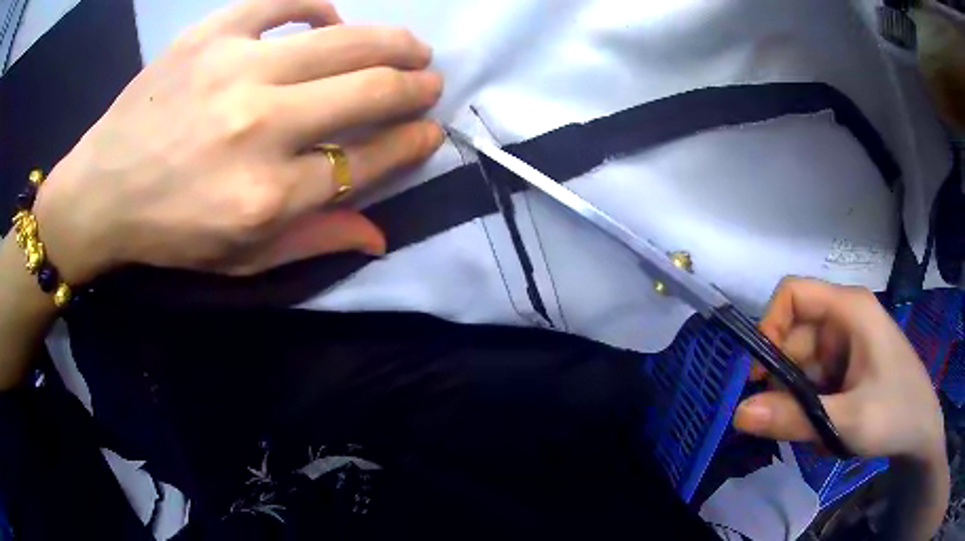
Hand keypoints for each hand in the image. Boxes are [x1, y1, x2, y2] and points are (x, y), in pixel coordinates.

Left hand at [32, 0, 443, 284]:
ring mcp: (234, 70)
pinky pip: (286, 2)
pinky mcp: (211, 34)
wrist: (101, 190)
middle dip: (415, 86)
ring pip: (344, 41)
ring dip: (393, 42)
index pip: (368, 160)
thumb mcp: (239, 260)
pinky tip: (331, 21)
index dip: (412, 143)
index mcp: (267, 196)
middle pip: (368, 92)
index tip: (431, 131)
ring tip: (411, 46)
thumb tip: (381, 234)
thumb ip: (313, 242)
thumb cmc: (169, 232)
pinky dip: (321, 8)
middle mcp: (259, 128)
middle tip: (429, 82)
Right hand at [733, 277, 944, 463]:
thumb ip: (794, 418)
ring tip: (818, 433)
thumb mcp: (846, 421)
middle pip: (795, 336)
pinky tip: (829, 429)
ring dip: (801, 402)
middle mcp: (845, 318)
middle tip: (791, 423)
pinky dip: (813, 407)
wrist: (921, 432)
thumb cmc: (895, 414)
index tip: (761, 377)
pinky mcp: (850, 364)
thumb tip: (738, 413)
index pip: (792, 294)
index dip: (769, 327)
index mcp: (849, 309)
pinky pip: (816, 380)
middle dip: (786, 382)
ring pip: (803, 365)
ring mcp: (848, 342)